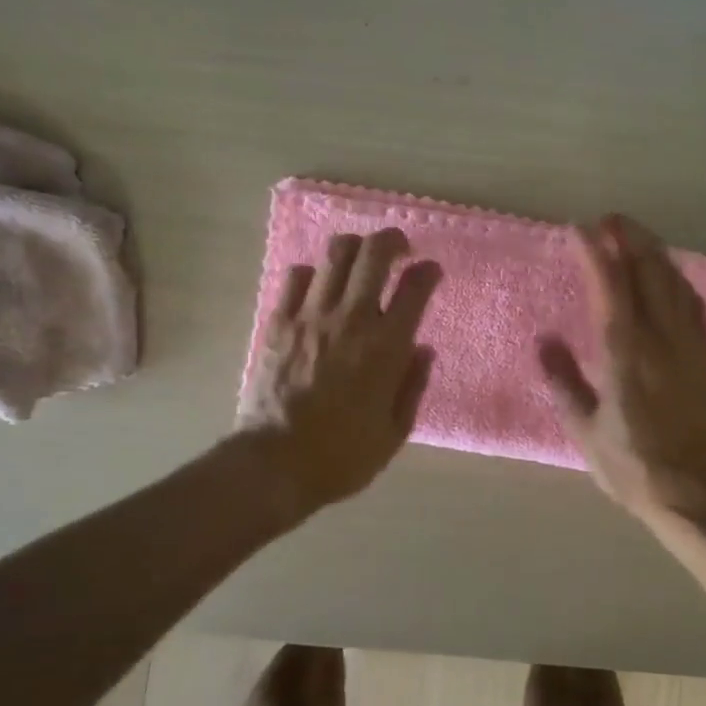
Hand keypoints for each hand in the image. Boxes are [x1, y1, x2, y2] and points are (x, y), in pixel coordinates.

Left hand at [240, 229, 441, 517]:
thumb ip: (413, 385)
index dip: (427, 271)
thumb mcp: (394, 432)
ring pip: (335, 254)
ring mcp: (311, 316)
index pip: (415, 287)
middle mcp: (351, 319)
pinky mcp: (278, 322)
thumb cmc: (342, 456)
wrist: (274, 464)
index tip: (431, 272)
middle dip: (392, 241)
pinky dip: (313, 273)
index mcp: (386, 347)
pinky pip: (296, 276)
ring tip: (360, 259)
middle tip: (399, 249)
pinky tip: (318, 287)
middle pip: (374, 253)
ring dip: (355, 248)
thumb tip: (423, 349)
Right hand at [537, 215, 705, 526]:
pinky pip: (694, 305)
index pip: (610, 288)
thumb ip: (563, 382)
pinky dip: (679, 280)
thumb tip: (546, 341)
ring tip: (636, 236)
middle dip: (630, 238)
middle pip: (649, 272)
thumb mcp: (584, 431)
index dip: (596, 253)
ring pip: (676, 283)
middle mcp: (662, 340)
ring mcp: (691, 346)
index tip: (580, 228)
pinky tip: (670, 275)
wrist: (697, 494)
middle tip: (610, 220)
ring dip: (656, 253)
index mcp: (626, 355)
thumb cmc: (632, 467)